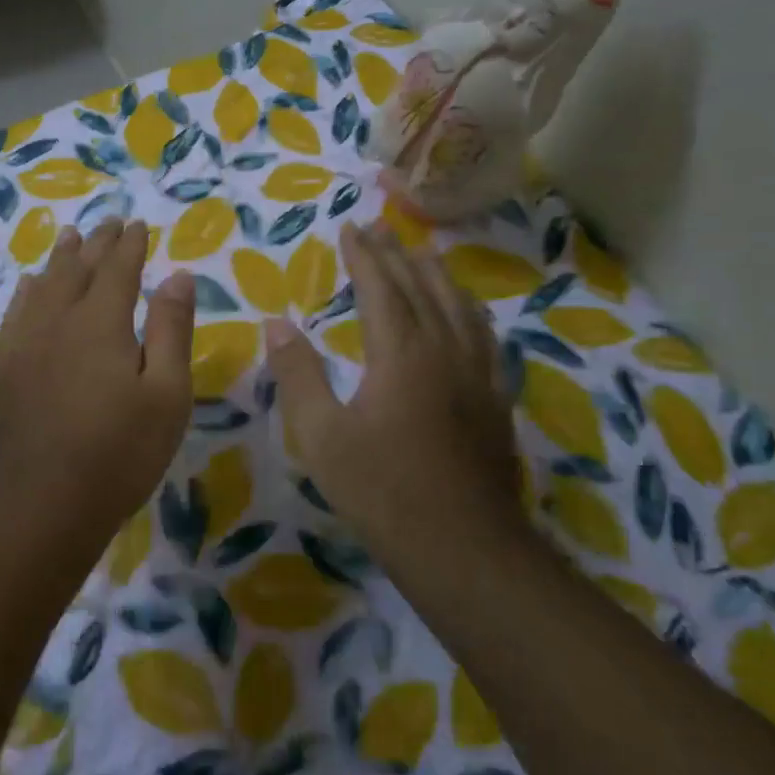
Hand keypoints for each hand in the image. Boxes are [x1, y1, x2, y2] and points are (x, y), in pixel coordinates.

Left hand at [0, 220, 195, 540]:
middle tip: (108, 223)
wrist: (43, 503)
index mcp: (101, 323)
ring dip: (60, 259)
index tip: (137, 225)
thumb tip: (178, 276)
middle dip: (97, 244)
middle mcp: (58, 320)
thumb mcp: (167, 394)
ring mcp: (24, 344)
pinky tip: (29, 286)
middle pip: (78, 270)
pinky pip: (14, 315)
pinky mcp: (3, 369)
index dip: (129, 245)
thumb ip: (171, 330)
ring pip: (43, 286)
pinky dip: (26, 293)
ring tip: (69, 237)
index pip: (118, 269)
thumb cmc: (120, 452)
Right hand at [265, 223, 525, 551]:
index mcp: (401, 354)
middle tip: (380, 227)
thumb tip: (277, 323)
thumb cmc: (382, 490)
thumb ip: (299, 374)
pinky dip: (472, 312)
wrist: (462, 546)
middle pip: (422, 288)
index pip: (381, 288)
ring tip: (426, 253)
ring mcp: (478, 375)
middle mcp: (445, 351)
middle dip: (397, 254)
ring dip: (439, 275)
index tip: (350, 227)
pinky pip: (487, 338)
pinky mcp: (496, 400)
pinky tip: (470, 314)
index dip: (364, 256)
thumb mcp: (321, 435)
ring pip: (461, 307)